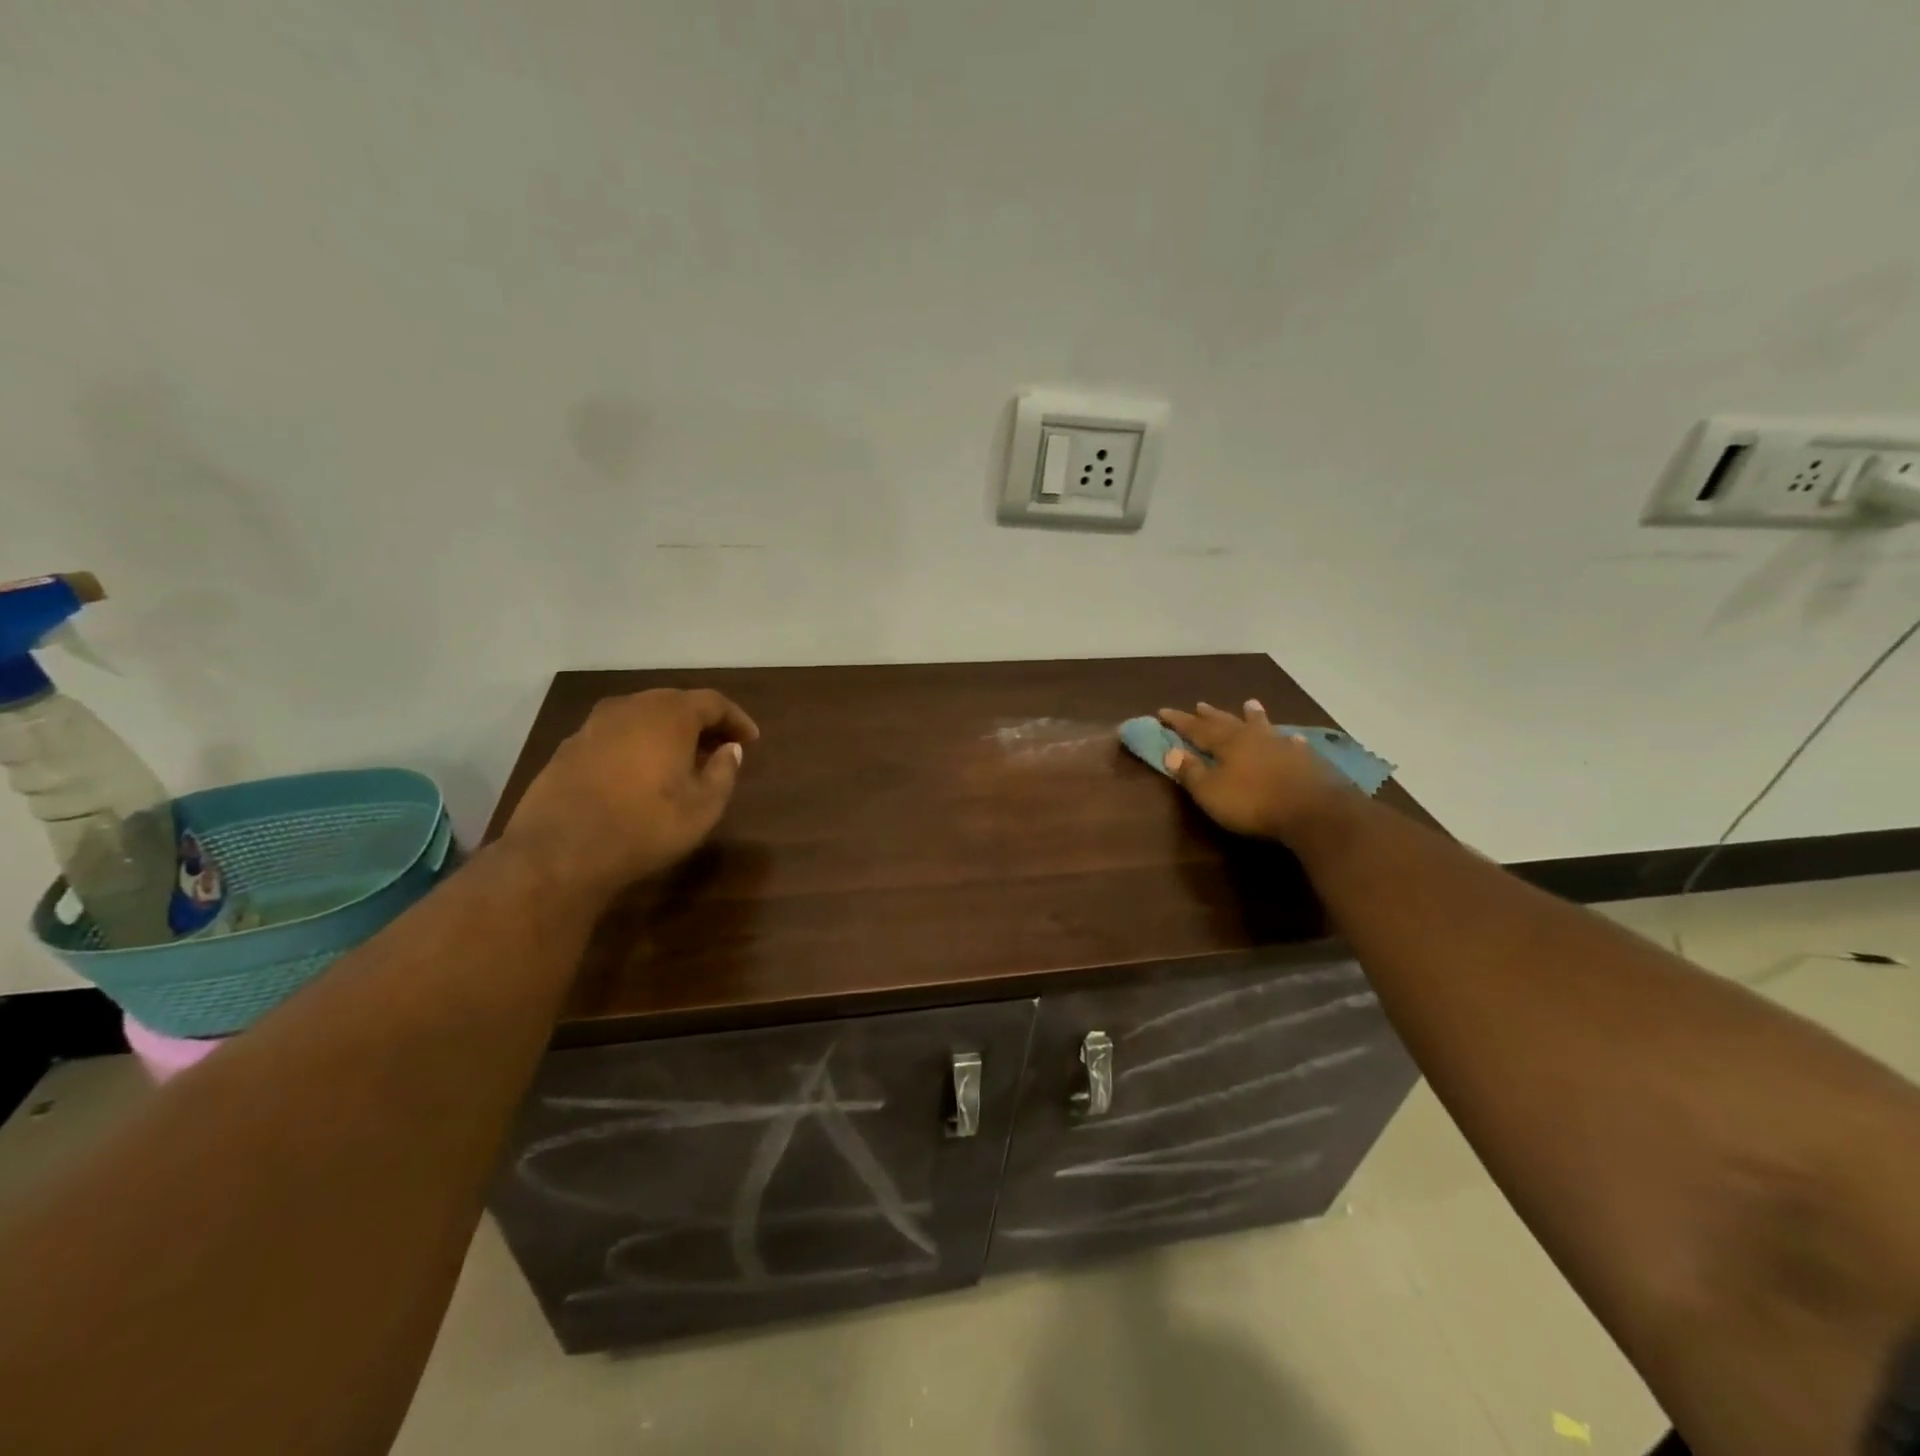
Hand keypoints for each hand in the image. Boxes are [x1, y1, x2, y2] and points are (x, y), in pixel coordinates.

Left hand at [504, 688, 759, 895]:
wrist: (560, 851)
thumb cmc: (645, 825)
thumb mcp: (703, 807)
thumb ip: (723, 772)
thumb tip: (730, 750)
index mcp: (669, 714)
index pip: (713, 702)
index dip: (736, 719)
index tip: (751, 740)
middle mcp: (631, 707)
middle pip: (675, 703)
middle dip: (702, 723)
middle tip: (719, 747)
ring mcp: (594, 725)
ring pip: (642, 717)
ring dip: (667, 733)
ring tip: (682, 761)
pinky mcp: (569, 747)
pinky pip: (616, 735)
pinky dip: (637, 745)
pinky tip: (640, 773)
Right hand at [1156, 700, 1353, 843]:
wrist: (1313, 810)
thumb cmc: (1253, 802)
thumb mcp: (1211, 792)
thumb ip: (1190, 772)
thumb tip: (1170, 751)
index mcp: (1227, 743)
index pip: (1196, 728)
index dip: (1179, 721)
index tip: (1162, 711)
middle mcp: (1253, 737)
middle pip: (1227, 722)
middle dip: (1211, 715)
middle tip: (1200, 704)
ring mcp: (1282, 746)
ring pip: (1262, 726)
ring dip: (1253, 716)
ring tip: (1250, 704)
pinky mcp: (1306, 760)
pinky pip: (1292, 743)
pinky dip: (1287, 739)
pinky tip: (1292, 738)